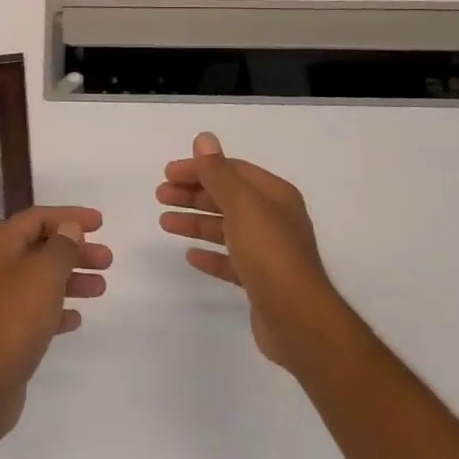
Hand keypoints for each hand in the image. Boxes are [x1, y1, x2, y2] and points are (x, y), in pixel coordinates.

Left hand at [0, 206, 111, 443]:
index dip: (68, 216)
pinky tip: (76, 318)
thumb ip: (61, 247)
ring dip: (70, 279)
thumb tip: (69, 228)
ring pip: (39, 280)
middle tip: (107, 259)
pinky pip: (34, 310)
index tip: (100, 223)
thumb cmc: (14, 318)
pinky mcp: (3, 331)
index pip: (36, 218)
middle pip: (39, 248)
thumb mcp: (44, 274)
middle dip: (74, 251)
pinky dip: (56, 309)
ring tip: (101, 288)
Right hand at [158, 133, 339, 370]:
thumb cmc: (269, 253)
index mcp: (275, 195)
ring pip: (225, 228)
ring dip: (195, 222)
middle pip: (227, 198)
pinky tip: (190, 255)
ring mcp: (268, 252)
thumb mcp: (241, 204)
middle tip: (160, 196)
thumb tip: (204, 138)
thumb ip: (218, 172)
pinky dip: (210, 254)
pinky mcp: (261, 281)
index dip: (199, 168)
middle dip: (193, 194)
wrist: (298, 320)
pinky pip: (230, 261)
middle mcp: (274, 219)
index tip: (168, 173)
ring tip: (165, 223)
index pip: (231, 170)